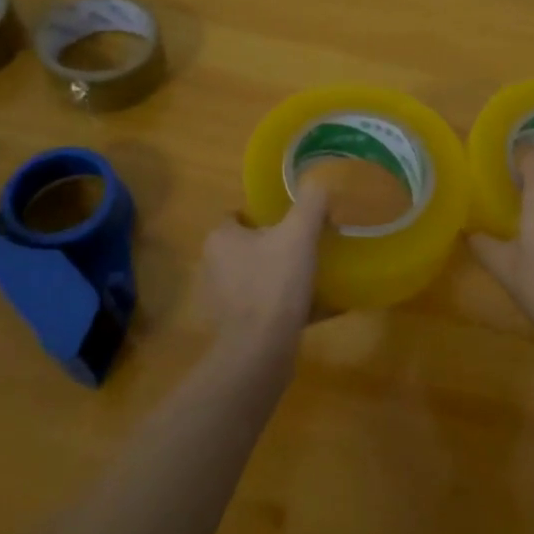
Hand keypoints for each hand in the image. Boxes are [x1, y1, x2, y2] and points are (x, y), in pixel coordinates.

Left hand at [200, 183, 329, 358]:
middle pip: (248, 245)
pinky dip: (282, 302)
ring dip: (279, 274)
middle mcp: (214, 265)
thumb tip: (320, 182)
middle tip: (308, 244)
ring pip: (256, 275)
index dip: (265, 214)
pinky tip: (309, 306)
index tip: (293, 220)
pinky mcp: (234, 326)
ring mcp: (222, 298)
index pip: (238, 215)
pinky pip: (263, 304)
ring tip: (311, 274)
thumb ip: (310, 203)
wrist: (261, 351)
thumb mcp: (299, 234)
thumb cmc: (275, 283)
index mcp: (221, 238)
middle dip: (275, 244)